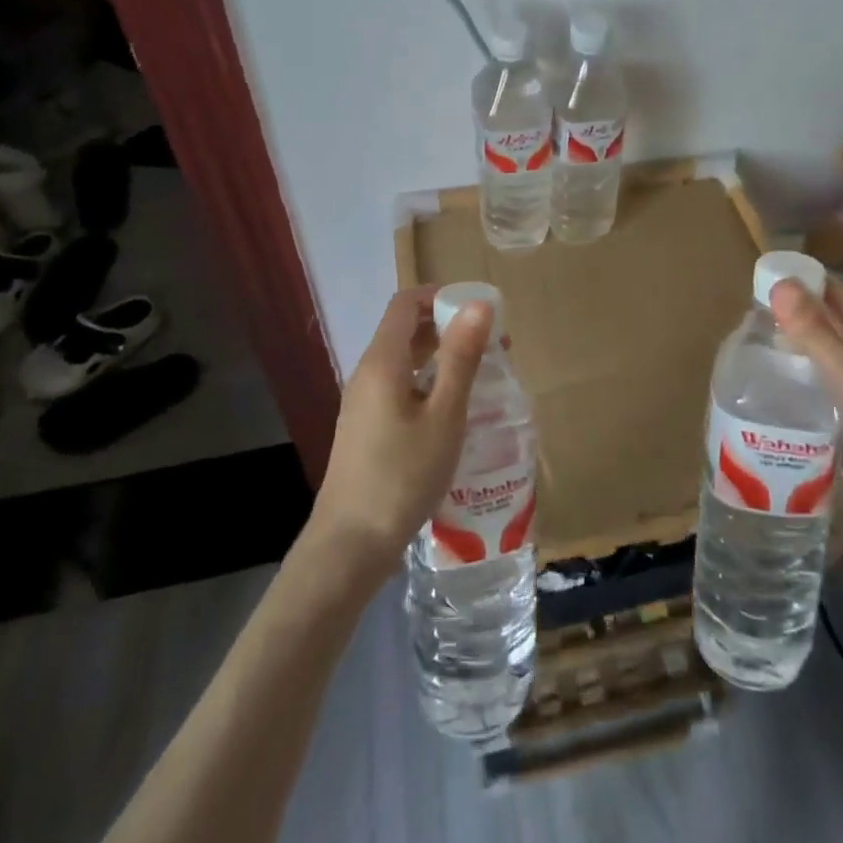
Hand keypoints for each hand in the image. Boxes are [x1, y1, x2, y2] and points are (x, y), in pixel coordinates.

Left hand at [303, 286, 491, 584]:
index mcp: (382, 361)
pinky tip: (453, 410)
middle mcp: (368, 373)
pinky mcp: (366, 427)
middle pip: (405, 329)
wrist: (350, 546)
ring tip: (481, 374)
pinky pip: (399, 385)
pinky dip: (428, 381)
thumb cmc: (403, 475)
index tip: (480, 310)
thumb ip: (461, 357)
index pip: (406, 303)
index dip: (441, 296)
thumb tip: (478, 304)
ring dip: (441, 356)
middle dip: (448, 326)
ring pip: (404, 360)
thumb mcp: (444, 415)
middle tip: (492, 345)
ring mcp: (363, 402)